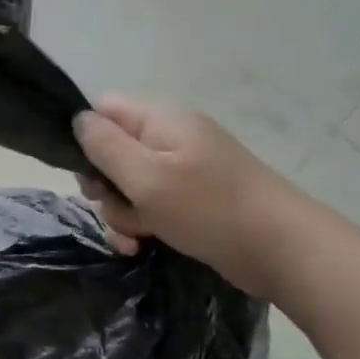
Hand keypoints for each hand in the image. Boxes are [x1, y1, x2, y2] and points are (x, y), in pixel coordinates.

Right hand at [73, 96, 298, 297]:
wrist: (281, 249)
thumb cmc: (208, 208)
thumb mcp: (146, 176)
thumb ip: (105, 146)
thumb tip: (78, 120)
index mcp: (159, 119)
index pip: (103, 109)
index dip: (85, 137)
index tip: (85, 172)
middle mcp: (168, 138)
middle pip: (110, 152)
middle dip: (103, 186)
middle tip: (114, 206)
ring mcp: (180, 170)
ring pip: (126, 186)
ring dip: (121, 213)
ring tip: (136, 237)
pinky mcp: (189, 201)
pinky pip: (148, 206)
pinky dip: (140, 225)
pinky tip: (139, 247)